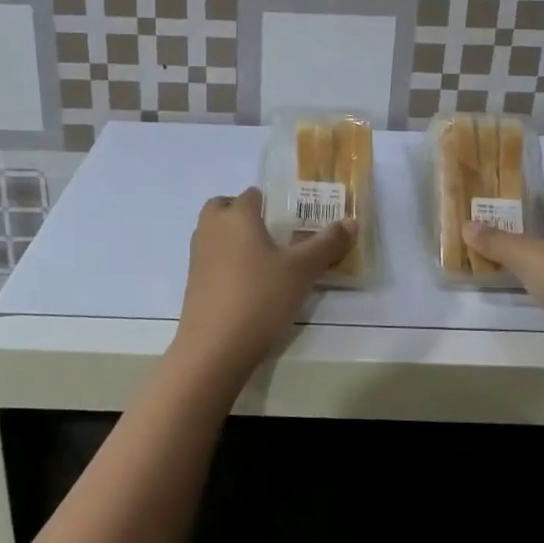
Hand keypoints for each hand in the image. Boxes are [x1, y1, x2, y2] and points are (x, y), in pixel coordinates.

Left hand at [171, 187, 354, 377]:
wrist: (214, 348)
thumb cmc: (260, 297)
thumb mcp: (302, 271)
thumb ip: (327, 244)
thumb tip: (351, 222)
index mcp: (237, 216)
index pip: (252, 194)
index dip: (272, 201)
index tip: (293, 218)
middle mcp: (211, 228)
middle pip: (224, 207)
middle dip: (243, 213)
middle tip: (271, 233)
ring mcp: (197, 256)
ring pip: (214, 232)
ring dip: (232, 237)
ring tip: (263, 259)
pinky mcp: (192, 282)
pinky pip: (210, 258)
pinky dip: (225, 261)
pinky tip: (248, 284)